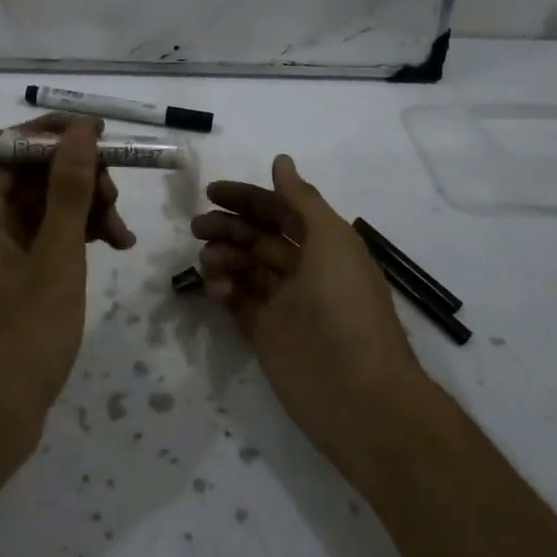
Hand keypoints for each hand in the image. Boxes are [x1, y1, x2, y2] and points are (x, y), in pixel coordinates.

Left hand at [0, 115, 135, 460]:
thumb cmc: (21, 339)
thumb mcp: (55, 259)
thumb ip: (68, 191)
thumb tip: (80, 130)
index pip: (11, 149)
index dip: (54, 135)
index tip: (100, 134)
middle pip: (32, 177)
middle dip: (79, 179)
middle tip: (115, 198)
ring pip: (45, 209)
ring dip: (85, 210)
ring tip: (123, 236)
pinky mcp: (15, 281)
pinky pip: (48, 239)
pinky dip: (79, 238)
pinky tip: (113, 247)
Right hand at [190, 156, 426, 482]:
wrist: (358, 396)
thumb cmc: (347, 307)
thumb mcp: (331, 241)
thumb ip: (301, 200)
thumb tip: (280, 161)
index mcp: (324, 246)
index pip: (280, 211)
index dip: (248, 198)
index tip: (212, 192)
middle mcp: (303, 271)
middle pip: (258, 238)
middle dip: (228, 227)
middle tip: (198, 227)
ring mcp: (283, 304)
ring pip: (244, 268)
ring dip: (222, 258)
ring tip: (208, 263)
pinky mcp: (265, 335)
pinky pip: (237, 303)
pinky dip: (222, 290)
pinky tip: (216, 289)